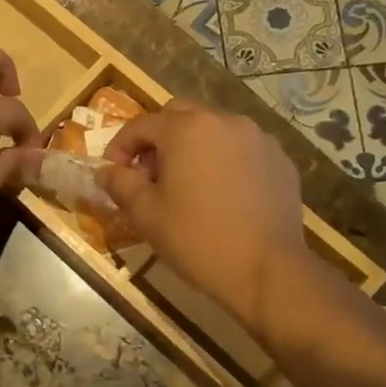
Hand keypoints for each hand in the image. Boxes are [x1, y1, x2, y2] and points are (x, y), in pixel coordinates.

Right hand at [99, 102, 312, 327]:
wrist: (266, 270)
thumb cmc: (196, 239)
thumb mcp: (146, 214)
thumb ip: (121, 184)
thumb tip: (105, 171)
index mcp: (186, 129)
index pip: (141, 125)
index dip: (120, 147)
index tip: (113, 173)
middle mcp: (224, 121)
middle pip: (179, 116)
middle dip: (158, 139)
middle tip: (150, 174)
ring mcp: (258, 138)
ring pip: (213, 129)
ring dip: (192, 146)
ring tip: (187, 183)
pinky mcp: (280, 160)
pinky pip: (241, 148)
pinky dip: (224, 159)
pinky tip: (221, 193)